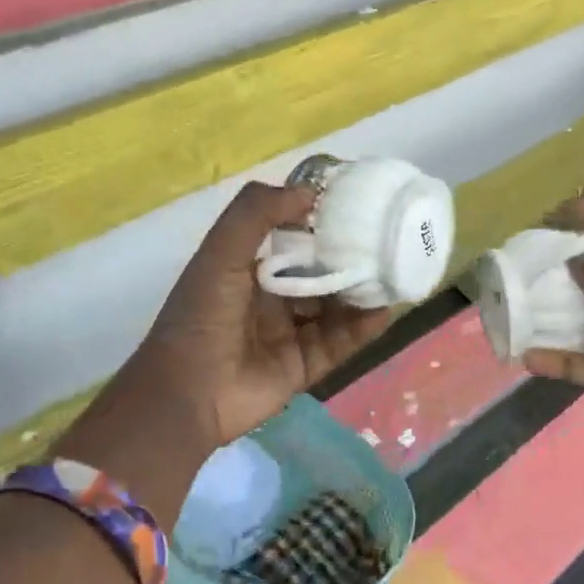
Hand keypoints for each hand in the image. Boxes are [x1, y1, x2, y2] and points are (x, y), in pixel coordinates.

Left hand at [122, 182, 393, 447]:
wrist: (188, 392)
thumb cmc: (202, 316)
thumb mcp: (220, 253)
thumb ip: (256, 213)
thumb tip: (308, 191)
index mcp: (247, 272)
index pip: (291, 242)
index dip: (320, 225)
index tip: (355, 208)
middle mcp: (270, 301)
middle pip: (319, 276)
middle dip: (349, 261)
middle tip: (385, 243)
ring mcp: (289, 336)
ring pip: (334, 310)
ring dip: (361, 294)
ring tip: (394, 275)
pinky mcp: (304, 367)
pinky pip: (339, 344)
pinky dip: (362, 329)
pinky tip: (383, 311)